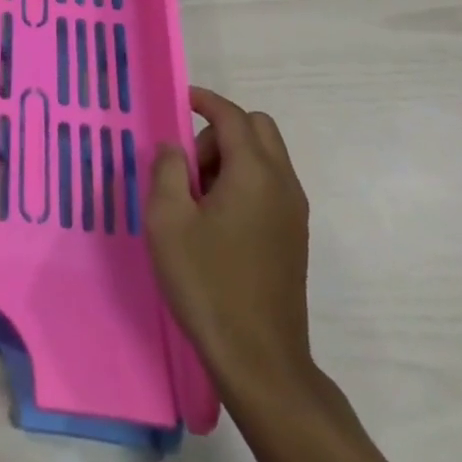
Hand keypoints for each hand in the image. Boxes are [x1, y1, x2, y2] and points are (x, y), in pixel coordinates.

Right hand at [146, 87, 312, 394]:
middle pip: (258, 129)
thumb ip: (167, 169)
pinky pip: (270, 185)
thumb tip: (175, 147)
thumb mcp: (168, 219)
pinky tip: (216, 219)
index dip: (205, 101)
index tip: (178, 100)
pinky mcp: (294, 237)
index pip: (232, 116)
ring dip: (231, 158)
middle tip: (188, 164)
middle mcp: (283, 184)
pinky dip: (244, 181)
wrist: (260, 361)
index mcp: (254, 173)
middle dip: (220, 131)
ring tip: (196, 198)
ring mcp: (294, 213)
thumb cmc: (208, 282)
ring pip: (265, 157)